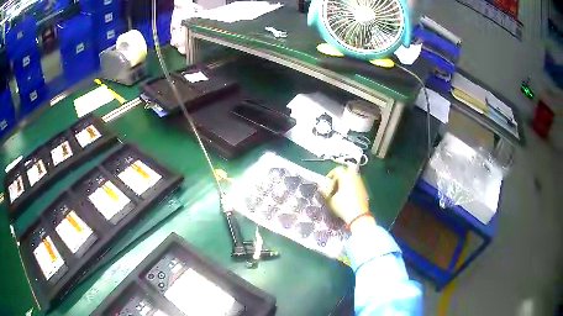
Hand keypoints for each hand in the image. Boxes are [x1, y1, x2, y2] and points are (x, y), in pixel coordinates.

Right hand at [322, 166, 372, 225]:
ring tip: (341, 189)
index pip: (338, 170)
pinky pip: (357, 182)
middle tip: (335, 182)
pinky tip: (348, 194)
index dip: (331, 174)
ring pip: (353, 176)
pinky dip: (351, 184)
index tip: (327, 181)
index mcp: (345, 178)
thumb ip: (325, 192)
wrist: (359, 215)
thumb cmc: (343, 207)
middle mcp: (354, 178)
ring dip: (346, 179)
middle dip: (341, 174)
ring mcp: (360, 183)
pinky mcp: (364, 189)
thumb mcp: (331, 200)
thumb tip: (321, 186)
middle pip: (347, 170)